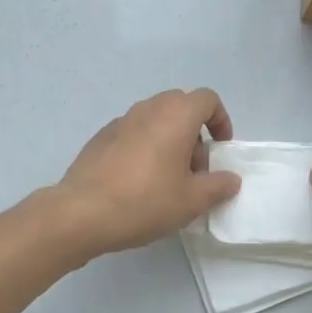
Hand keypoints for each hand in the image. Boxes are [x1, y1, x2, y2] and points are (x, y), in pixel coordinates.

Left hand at [52, 89, 240, 258]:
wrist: (81, 213)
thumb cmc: (145, 201)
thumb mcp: (191, 201)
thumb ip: (218, 186)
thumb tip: (230, 179)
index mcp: (175, 115)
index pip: (207, 99)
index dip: (221, 120)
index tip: (220, 149)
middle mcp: (148, 109)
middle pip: (181, 107)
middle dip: (195, 133)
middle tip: (195, 169)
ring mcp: (121, 121)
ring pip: (156, 120)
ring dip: (169, 140)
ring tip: (168, 180)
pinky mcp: (101, 137)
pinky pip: (134, 133)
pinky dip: (145, 148)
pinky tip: (139, 182)